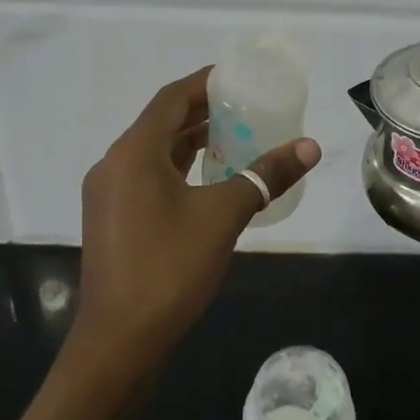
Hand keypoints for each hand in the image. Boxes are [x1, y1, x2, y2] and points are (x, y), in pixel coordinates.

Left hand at [70, 66, 320, 378]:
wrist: (118, 343)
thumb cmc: (169, 269)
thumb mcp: (223, 216)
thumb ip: (266, 176)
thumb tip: (310, 147)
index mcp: (133, 153)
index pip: (171, 99)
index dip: (204, 83)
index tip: (238, 76)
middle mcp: (114, 164)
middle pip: (161, 122)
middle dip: (202, 111)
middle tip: (246, 105)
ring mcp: (108, 194)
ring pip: (154, 152)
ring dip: (191, 141)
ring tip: (235, 136)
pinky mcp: (112, 219)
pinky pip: (148, 176)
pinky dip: (178, 168)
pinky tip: (209, 179)